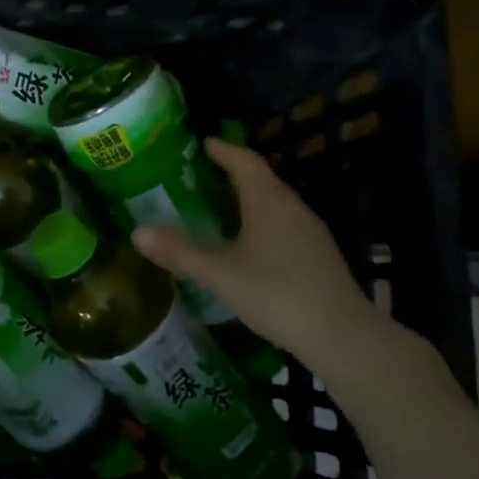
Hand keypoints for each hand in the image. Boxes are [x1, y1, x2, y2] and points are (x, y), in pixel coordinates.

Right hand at [132, 138, 391, 375]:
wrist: (342, 335)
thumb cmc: (276, 294)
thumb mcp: (219, 274)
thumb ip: (179, 252)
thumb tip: (137, 232)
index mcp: (268, 202)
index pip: (244, 161)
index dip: (223, 150)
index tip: (202, 143)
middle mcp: (292, 208)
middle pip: (261, 179)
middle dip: (232, 172)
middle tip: (201, 176)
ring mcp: (310, 231)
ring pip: (275, 203)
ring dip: (248, 198)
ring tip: (218, 207)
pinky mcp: (319, 254)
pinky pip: (284, 223)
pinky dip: (261, 221)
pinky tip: (248, 243)